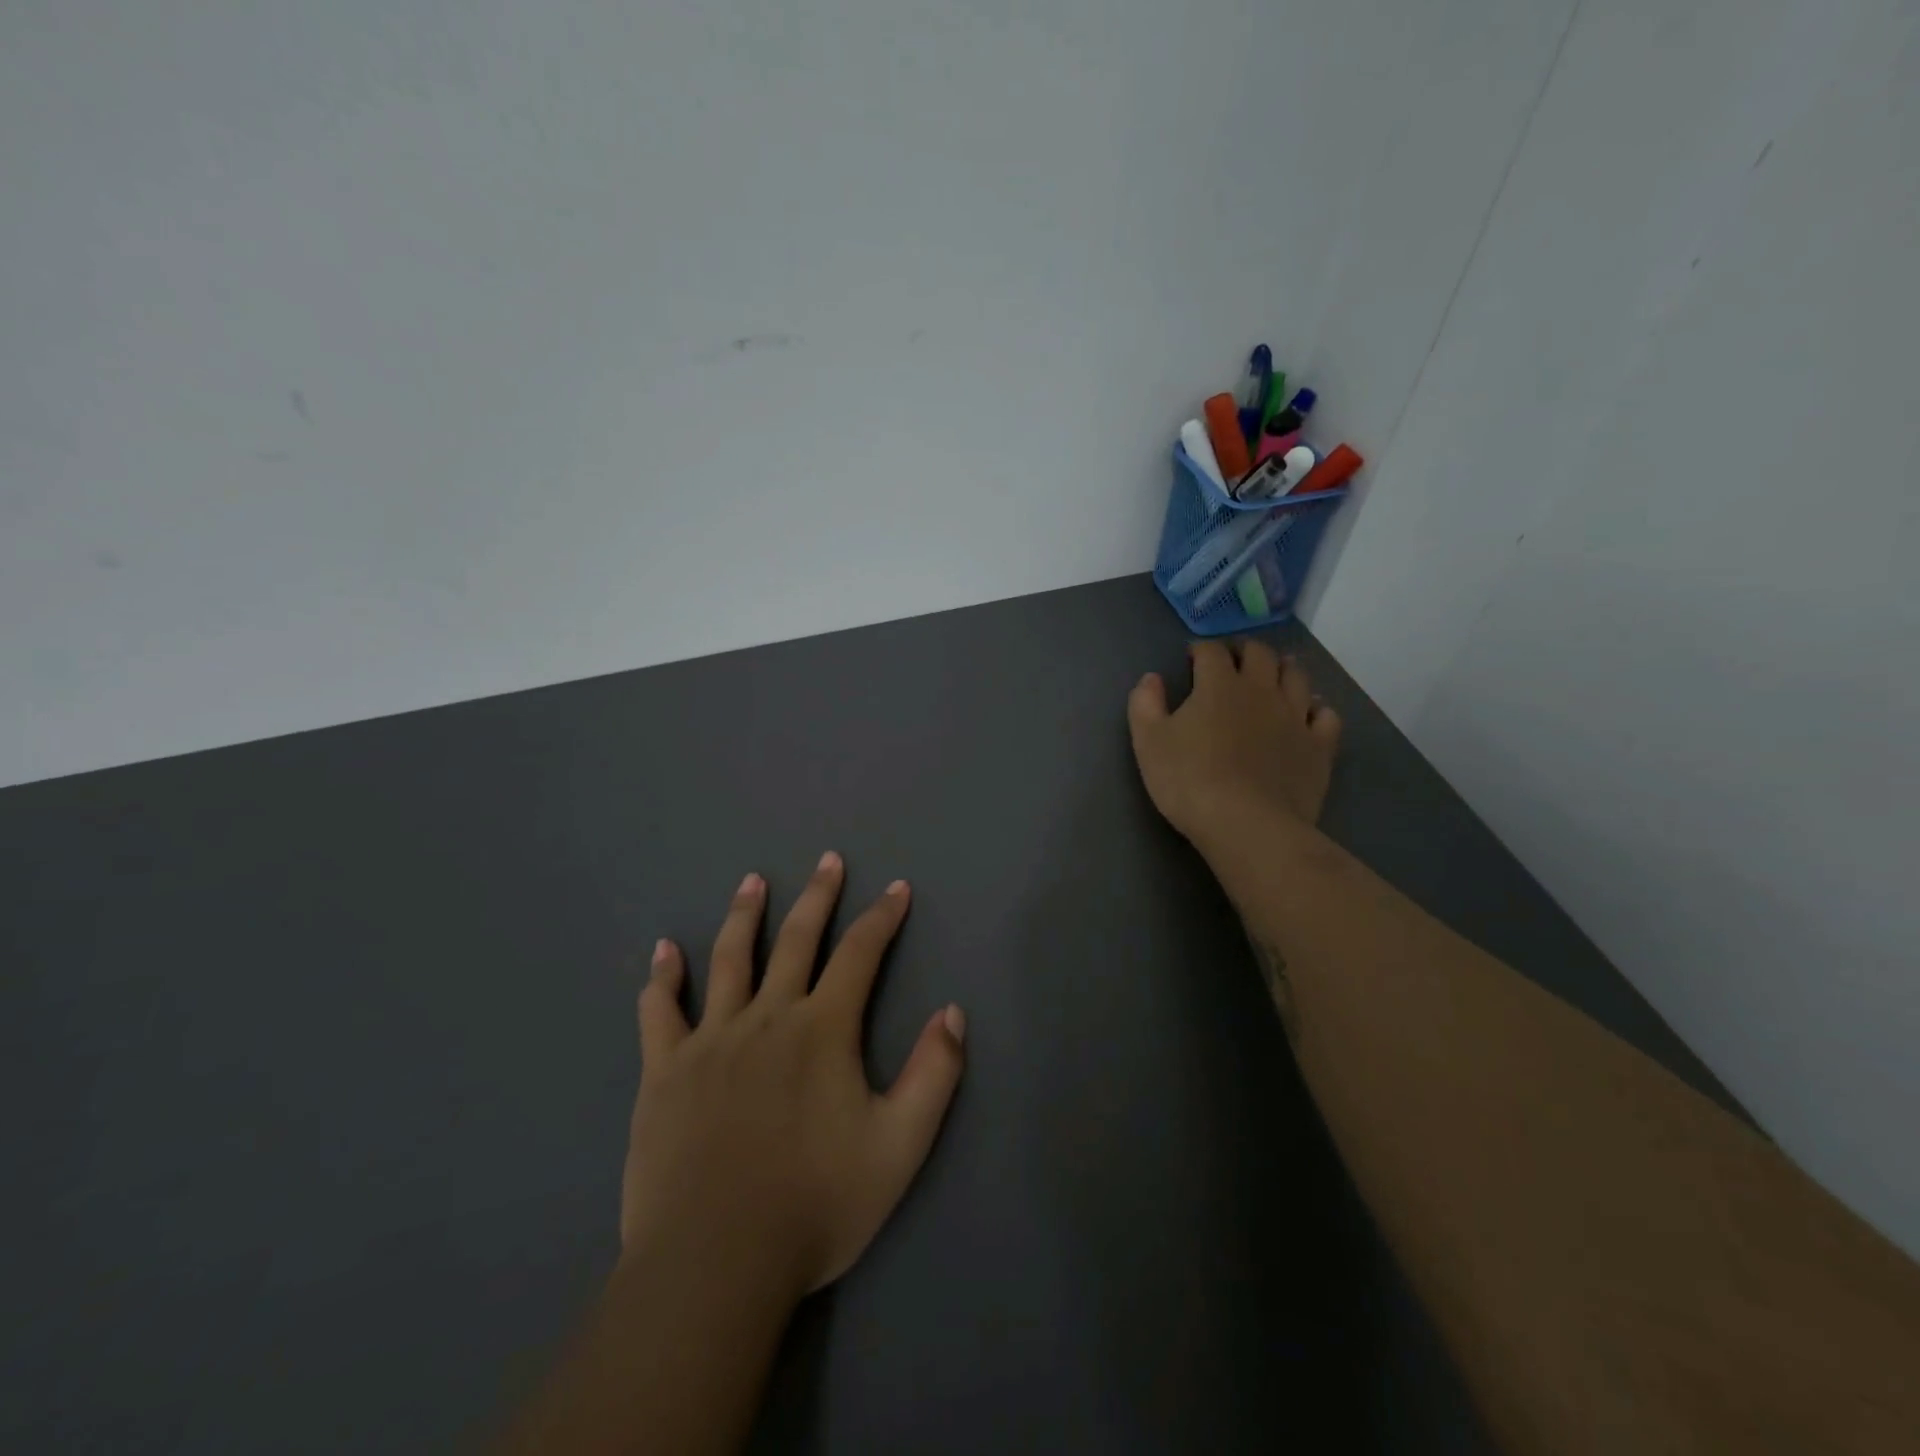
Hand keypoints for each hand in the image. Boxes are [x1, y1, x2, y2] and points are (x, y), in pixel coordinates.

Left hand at [622, 854, 965, 1303]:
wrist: (715, 1262)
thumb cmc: (815, 1204)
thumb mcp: (900, 1146)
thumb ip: (934, 1074)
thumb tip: (953, 1012)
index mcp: (822, 1030)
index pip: (861, 954)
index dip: (883, 917)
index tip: (897, 888)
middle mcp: (767, 1017)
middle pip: (796, 939)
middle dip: (818, 896)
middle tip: (827, 860)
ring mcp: (711, 1039)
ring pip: (729, 959)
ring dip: (744, 915)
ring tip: (751, 881)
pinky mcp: (665, 1070)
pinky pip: (661, 1011)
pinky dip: (663, 978)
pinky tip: (664, 951)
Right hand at [1127, 640, 1342, 851]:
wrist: (1246, 825)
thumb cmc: (1189, 781)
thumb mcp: (1148, 742)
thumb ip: (1145, 704)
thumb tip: (1150, 678)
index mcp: (1218, 686)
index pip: (1212, 651)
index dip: (1201, 649)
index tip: (1192, 658)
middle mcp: (1261, 690)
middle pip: (1260, 654)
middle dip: (1244, 650)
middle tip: (1233, 660)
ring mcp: (1295, 716)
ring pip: (1297, 677)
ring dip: (1283, 669)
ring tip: (1273, 675)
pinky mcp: (1319, 746)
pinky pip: (1326, 715)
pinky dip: (1317, 707)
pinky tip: (1308, 714)